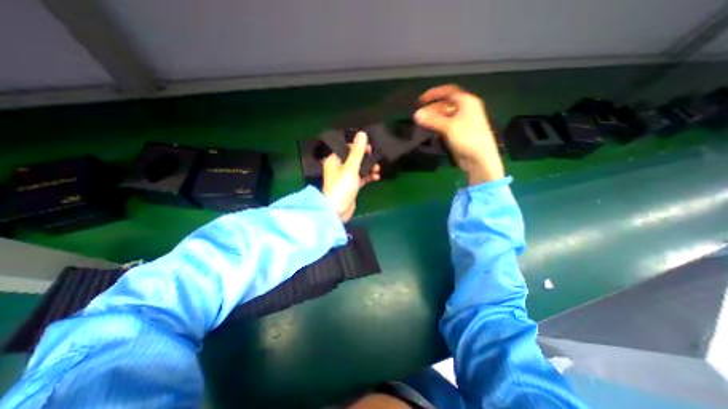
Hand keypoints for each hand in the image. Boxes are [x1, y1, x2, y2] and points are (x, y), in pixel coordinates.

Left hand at [323, 132, 381, 221]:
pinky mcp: (351, 186)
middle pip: (355, 158)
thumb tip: (362, 134)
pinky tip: (376, 177)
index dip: (359, 147)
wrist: (337, 211)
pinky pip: (361, 178)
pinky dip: (368, 176)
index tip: (371, 149)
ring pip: (359, 168)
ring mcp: (346, 177)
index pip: (347, 148)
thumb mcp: (350, 168)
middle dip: (366, 158)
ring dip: (369, 168)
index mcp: (334, 160)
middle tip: (376, 159)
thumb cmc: (341, 187)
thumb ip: (357, 151)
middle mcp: (339, 167)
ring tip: (377, 169)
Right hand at [413, 85, 503, 184]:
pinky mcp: (458, 134)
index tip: (420, 100)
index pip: (449, 91)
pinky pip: (445, 126)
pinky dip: (436, 127)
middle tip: (418, 117)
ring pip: (444, 116)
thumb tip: (416, 114)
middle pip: (445, 105)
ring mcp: (462, 122)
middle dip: (431, 109)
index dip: (434, 93)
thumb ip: (432, 120)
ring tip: (420, 124)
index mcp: (467, 102)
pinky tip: (429, 131)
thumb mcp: (449, 127)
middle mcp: (465, 109)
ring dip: (433, 119)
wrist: (479, 159)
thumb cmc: (468, 138)